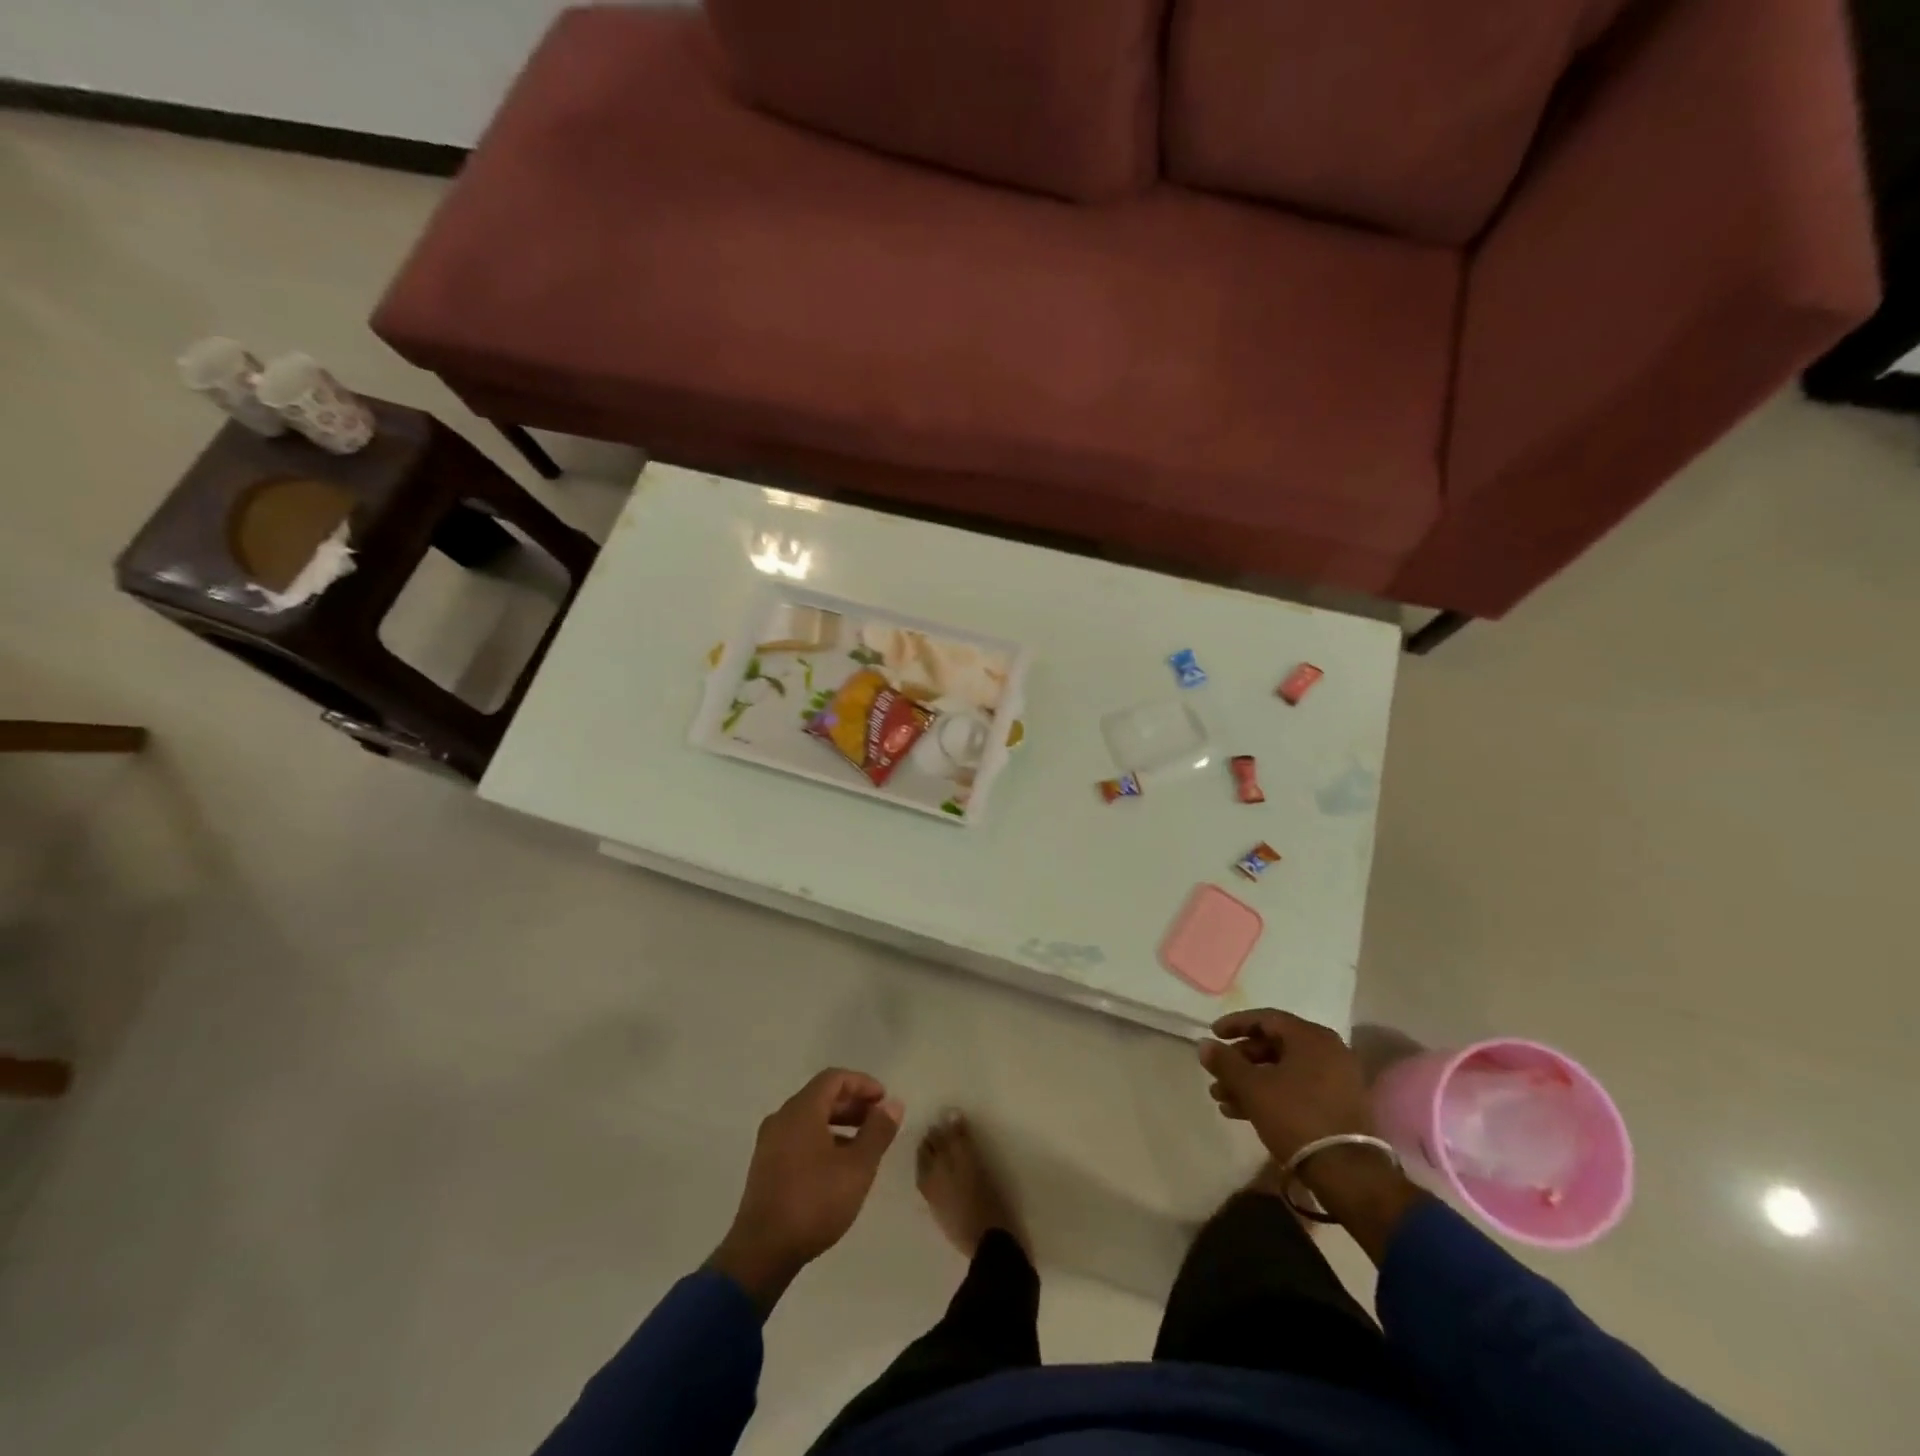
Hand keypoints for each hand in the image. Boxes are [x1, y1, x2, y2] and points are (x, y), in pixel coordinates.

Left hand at [709, 1069, 902, 1313]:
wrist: (761, 1252)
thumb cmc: (814, 1202)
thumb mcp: (857, 1167)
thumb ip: (877, 1132)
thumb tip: (893, 1104)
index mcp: (801, 1110)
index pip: (834, 1078)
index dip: (862, 1084)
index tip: (884, 1100)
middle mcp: (782, 1118)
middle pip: (821, 1097)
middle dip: (852, 1104)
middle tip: (878, 1121)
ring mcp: (769, 1143)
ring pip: (809, 1119)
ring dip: (839, 1124)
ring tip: (863, 1146)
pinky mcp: (765, 1167)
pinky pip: (798, 1138)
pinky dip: (822, 1140)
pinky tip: (838, 1166)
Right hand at [1198, 1009, 1373, 1163]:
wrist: (1346, 1173)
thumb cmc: (1296, 1117)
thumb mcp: (1252, 1088)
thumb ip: (1225, 1062)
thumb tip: (1204, 1044)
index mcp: (1311, 1037)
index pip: (1266, 1018)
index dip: (1235, 1024)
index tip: (1213, 1034)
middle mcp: (1328, 1051)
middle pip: (1274, 1046)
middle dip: (1240, 1061)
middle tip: (1217, 1074)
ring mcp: (1337, 1080)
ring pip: (1283, 1071)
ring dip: (1251, 1082)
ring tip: (1223, 1099)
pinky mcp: (1338, 1106)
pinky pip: (1297, 1089)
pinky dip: (1271, 1094)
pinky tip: (1243, 1113)